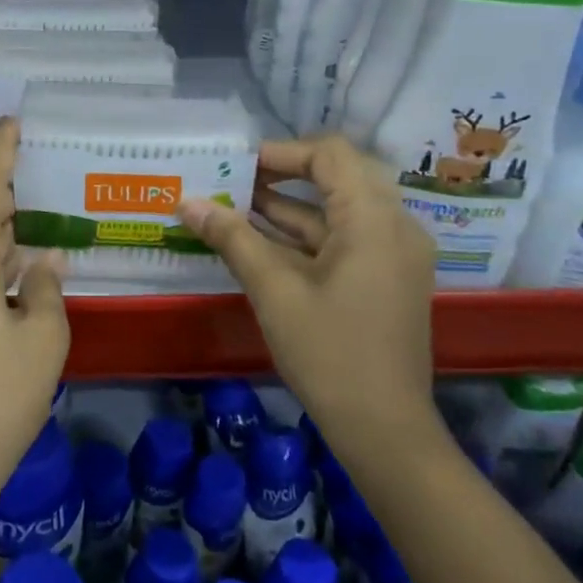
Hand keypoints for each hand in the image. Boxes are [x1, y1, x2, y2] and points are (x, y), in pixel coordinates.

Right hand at [179, 133, 439, 459]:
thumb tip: (187, 202)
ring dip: (290, 205)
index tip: (237, 165)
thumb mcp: (274, 290)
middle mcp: (395, 226)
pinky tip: (261, 241)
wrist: (385, 431)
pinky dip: (306, 234)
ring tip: (235, 206)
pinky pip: (346, 237)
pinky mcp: (388, 278)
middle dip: (283, 174)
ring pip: (340, 209)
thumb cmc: (329, 353)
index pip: (330, 154)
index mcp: (375, 219)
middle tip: (236, 180)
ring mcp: (395, 254)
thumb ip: (232, 238)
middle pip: (338, 176)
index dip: (281, 152)